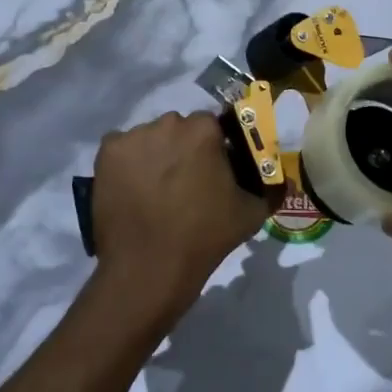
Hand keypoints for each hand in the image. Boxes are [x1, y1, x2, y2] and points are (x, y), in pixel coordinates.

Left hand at [90, 112, 278, 326]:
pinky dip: (127, 164)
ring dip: (155, 154)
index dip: (213, 149)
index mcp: (203, 130)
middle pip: (178, 129)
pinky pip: (122, 149)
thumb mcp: (251, 214)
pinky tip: (132, 190)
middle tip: (183, 184)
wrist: (148, 268)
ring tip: (154, 191)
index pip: (212, 126)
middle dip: (182, 149)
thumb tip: (284, 182)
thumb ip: (271, 189)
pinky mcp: (106, 154)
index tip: (211, 172)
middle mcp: (167, 123)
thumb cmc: (204, 237)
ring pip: (149, 138)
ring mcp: (133, 137)